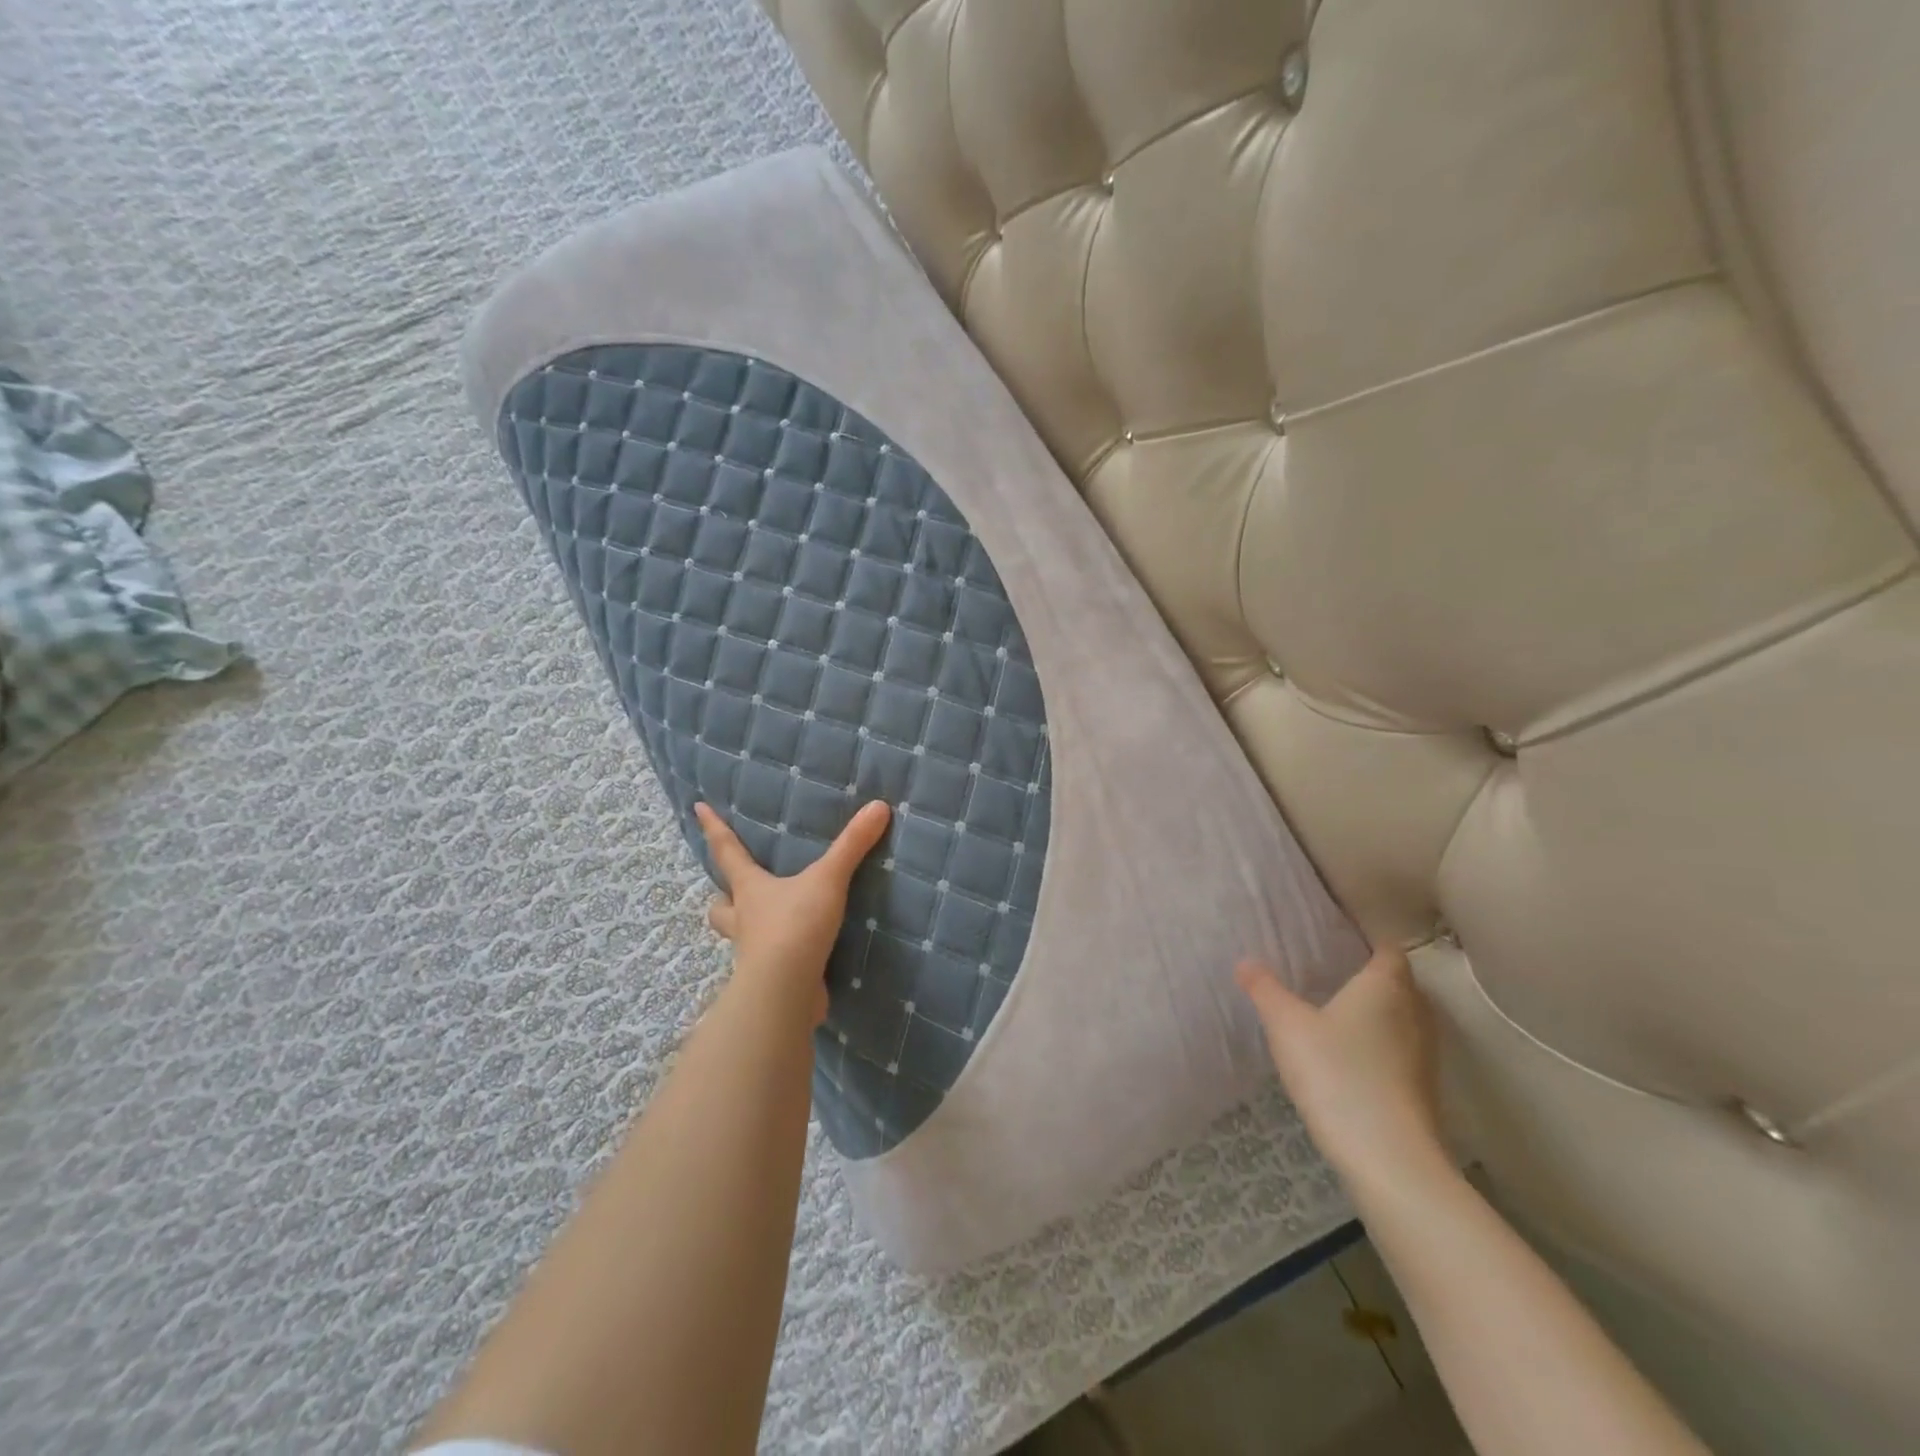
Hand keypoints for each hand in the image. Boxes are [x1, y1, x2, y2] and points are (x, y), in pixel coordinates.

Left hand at [694, 800, 891, 1024]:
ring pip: (740, 936)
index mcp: (750, 890)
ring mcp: (753, 954)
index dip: (713, 828)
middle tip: (731, 890)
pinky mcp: (770, 981)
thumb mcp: (828, 879)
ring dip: (747, 928)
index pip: (727, 851)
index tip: (698, 808)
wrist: (786, 990)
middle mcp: (744, 920)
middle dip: (722, 896)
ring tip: (766, 923)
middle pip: (720, 905)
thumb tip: (879, 806)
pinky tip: (797, 956)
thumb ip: (852, 845)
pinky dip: (777, 958)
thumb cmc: (795, 925)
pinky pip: (768, 964)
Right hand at [1236, 946, 1446, 1189]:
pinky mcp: (1422, 1090)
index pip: (1388, 949)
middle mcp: (1414, 1014)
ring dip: (1381, 1012)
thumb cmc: (1338, 1074)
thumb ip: (1266, 990)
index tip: (1341, 936)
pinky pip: (1403, 1051)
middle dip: (1374, 975)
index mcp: (1386, 987)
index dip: (1369, 939)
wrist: (1389, 1158)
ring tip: (1340, 1011)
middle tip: (1334, 971)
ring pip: (1405, 1018)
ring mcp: (1425, 1055)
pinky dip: (1383, 1045)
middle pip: (1401, 983)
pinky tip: (1352, 1056)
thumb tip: (1245, 961)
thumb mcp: (1287, 1026)